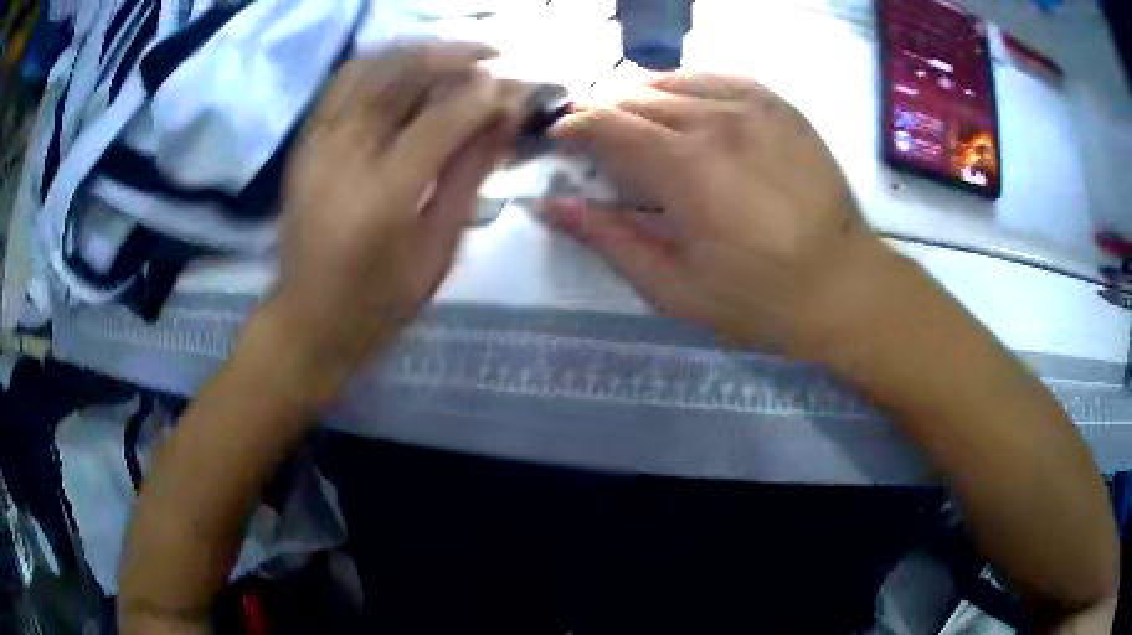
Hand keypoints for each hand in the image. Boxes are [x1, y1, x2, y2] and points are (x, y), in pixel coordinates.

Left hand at [265, 43, 516, 399]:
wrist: (307, 320)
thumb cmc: (378, 302)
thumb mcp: (437, 251)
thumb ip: (469, 177)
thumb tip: (503, 121)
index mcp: (383, 195)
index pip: (443, 118)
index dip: (485, 96)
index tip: (515, 92)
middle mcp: (344, 155)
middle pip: (403, 73)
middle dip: (456, 55)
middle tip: (494, 58)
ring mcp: (318, 142)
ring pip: (371, 64)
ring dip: (419, 50)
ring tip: (456, 56)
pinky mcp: (306, 141)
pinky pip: (344, 80)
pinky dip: (382, 62)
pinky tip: (410, 66)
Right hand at [544, 72, 881, 355]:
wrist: (841, 283)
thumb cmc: (757, 298)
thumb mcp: (674, 289)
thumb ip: (609, 240)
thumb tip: (551, 206)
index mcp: (686, 168)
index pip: (606, 123)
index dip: (573, 125)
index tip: (559, 139)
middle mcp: (716, 120)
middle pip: (634, 95)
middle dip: (601, 110)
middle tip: (592, 136)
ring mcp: (753, 105)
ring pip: (671, 80)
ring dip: (639, 96)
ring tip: (633, 121)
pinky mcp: (778, 104)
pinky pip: (715, 77)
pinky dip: (685, 86)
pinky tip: (682, 107)